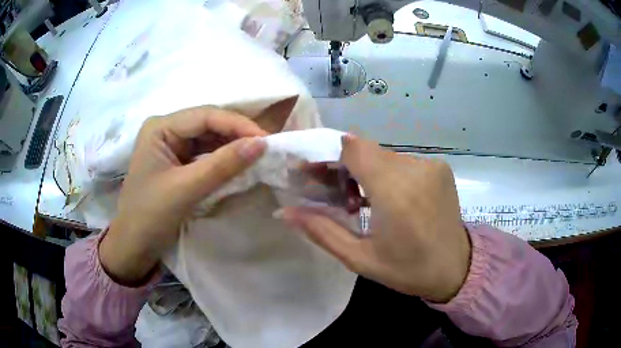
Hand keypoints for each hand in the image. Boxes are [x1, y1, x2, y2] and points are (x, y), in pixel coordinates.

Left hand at [99, 106, 267, 285]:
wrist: (134, 246)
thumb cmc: (150, 216)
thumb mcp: (186, 189)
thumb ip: (223, 165)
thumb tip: (262, 144)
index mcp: (160, 127)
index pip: (205, 115)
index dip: (237, 125)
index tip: (267, 140)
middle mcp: (166, 130)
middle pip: (208, 123)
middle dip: (236, 134)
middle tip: (266, 148)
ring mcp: (171, 145)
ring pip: (209, 138)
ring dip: (232, 146)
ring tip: (257, 155)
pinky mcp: (177, 161)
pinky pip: (205, 153)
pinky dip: (223, 159)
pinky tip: (239, 163)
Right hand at [282, 135, 470, 302]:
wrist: (456, 268)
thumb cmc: (407, 270)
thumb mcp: (359, 258)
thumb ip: (321, 230)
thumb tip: (283, 211)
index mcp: (395, 193)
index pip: (353, 148)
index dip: (328, 156)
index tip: (316, 176)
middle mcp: (416, 169)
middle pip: (366, 150)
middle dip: (343, 167)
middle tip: (334, 195)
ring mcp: (431, 166)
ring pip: (383, 155)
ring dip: (365, 171)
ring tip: (360, 201)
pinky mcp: (440, 167)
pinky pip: (402, 161)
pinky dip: (387, 173)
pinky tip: (387, 198)